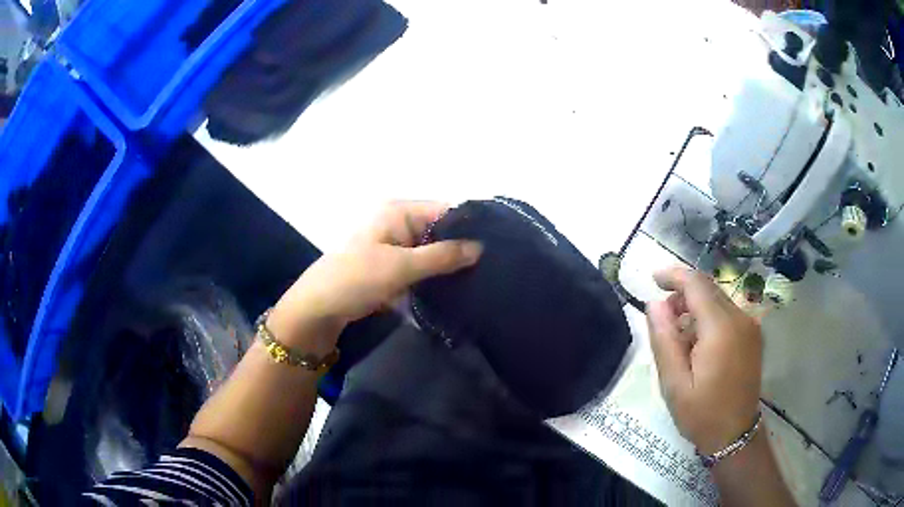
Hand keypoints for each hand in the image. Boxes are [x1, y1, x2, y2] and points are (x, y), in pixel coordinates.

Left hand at [268, 201, 482, 348]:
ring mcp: (394, 245)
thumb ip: (443, 256)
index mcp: (398, 211)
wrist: (319, 308)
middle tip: (491, 268)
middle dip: (461, 248)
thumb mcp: (401, 266)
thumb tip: (480, 247)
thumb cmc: (356, 279)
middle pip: (439, 230)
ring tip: (480, 279)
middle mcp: (397, 222)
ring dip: (448, 264)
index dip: (469, 226)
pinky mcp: (391, 266)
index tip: (496, 247)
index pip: (444, 210)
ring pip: (431, 251)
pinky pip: (420, 266)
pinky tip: (456, 287)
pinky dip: (434, 275)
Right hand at [646, 267, 762, 454]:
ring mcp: (750, 326)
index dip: (674, 276)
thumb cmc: (702, 414)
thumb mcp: (674, 384)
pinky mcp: (753, 334)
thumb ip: (664, 341)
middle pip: (709, 287)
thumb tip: (654, 304)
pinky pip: (728, 312)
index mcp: (721, 329)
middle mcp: (740, 318)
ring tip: (677, 332)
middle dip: (683, 292)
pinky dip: (709, 315)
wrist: (735, 434)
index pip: (697, 285)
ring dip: (696, 304)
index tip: (653, 279)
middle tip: (662, 314)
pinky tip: (697, 340)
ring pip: (719, 298)